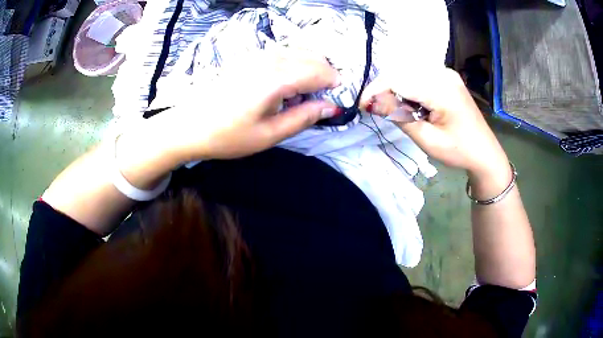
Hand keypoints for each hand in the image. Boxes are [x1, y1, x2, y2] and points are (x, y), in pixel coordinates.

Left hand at [144, 49, 339, 162]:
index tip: (334, 103)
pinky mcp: (249, 57)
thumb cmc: (228, 136)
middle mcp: (269, 59)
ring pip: (299, 52)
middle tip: (317, 102)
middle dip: (325, 76)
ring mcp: (257, 55)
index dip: (334, 85)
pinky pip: (283, 53)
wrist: (189, 126)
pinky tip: (283, 85)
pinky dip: (294, 65)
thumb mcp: (270, 135)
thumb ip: (304, 117)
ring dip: (310, 69)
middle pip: (313, 57)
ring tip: (299, 96)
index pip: (320, 71)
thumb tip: (332, 107)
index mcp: (276, 78)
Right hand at [359, 68, 508, 179]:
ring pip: (408, 71)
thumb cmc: (459, 151)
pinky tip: (410, 102)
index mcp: (442, 89)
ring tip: (393, 108)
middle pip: (402, 71)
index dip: (376, 89)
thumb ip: (400, 117)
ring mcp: (446, 72)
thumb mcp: (428, 140)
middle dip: (384, 88)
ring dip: (395, 87)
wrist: (485, 152)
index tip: (362, 105)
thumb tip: (372, 102)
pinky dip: (407, 86)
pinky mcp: (446, 76)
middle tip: (376, 109)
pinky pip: (419, 74)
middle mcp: (443, 73)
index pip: (398, 79)